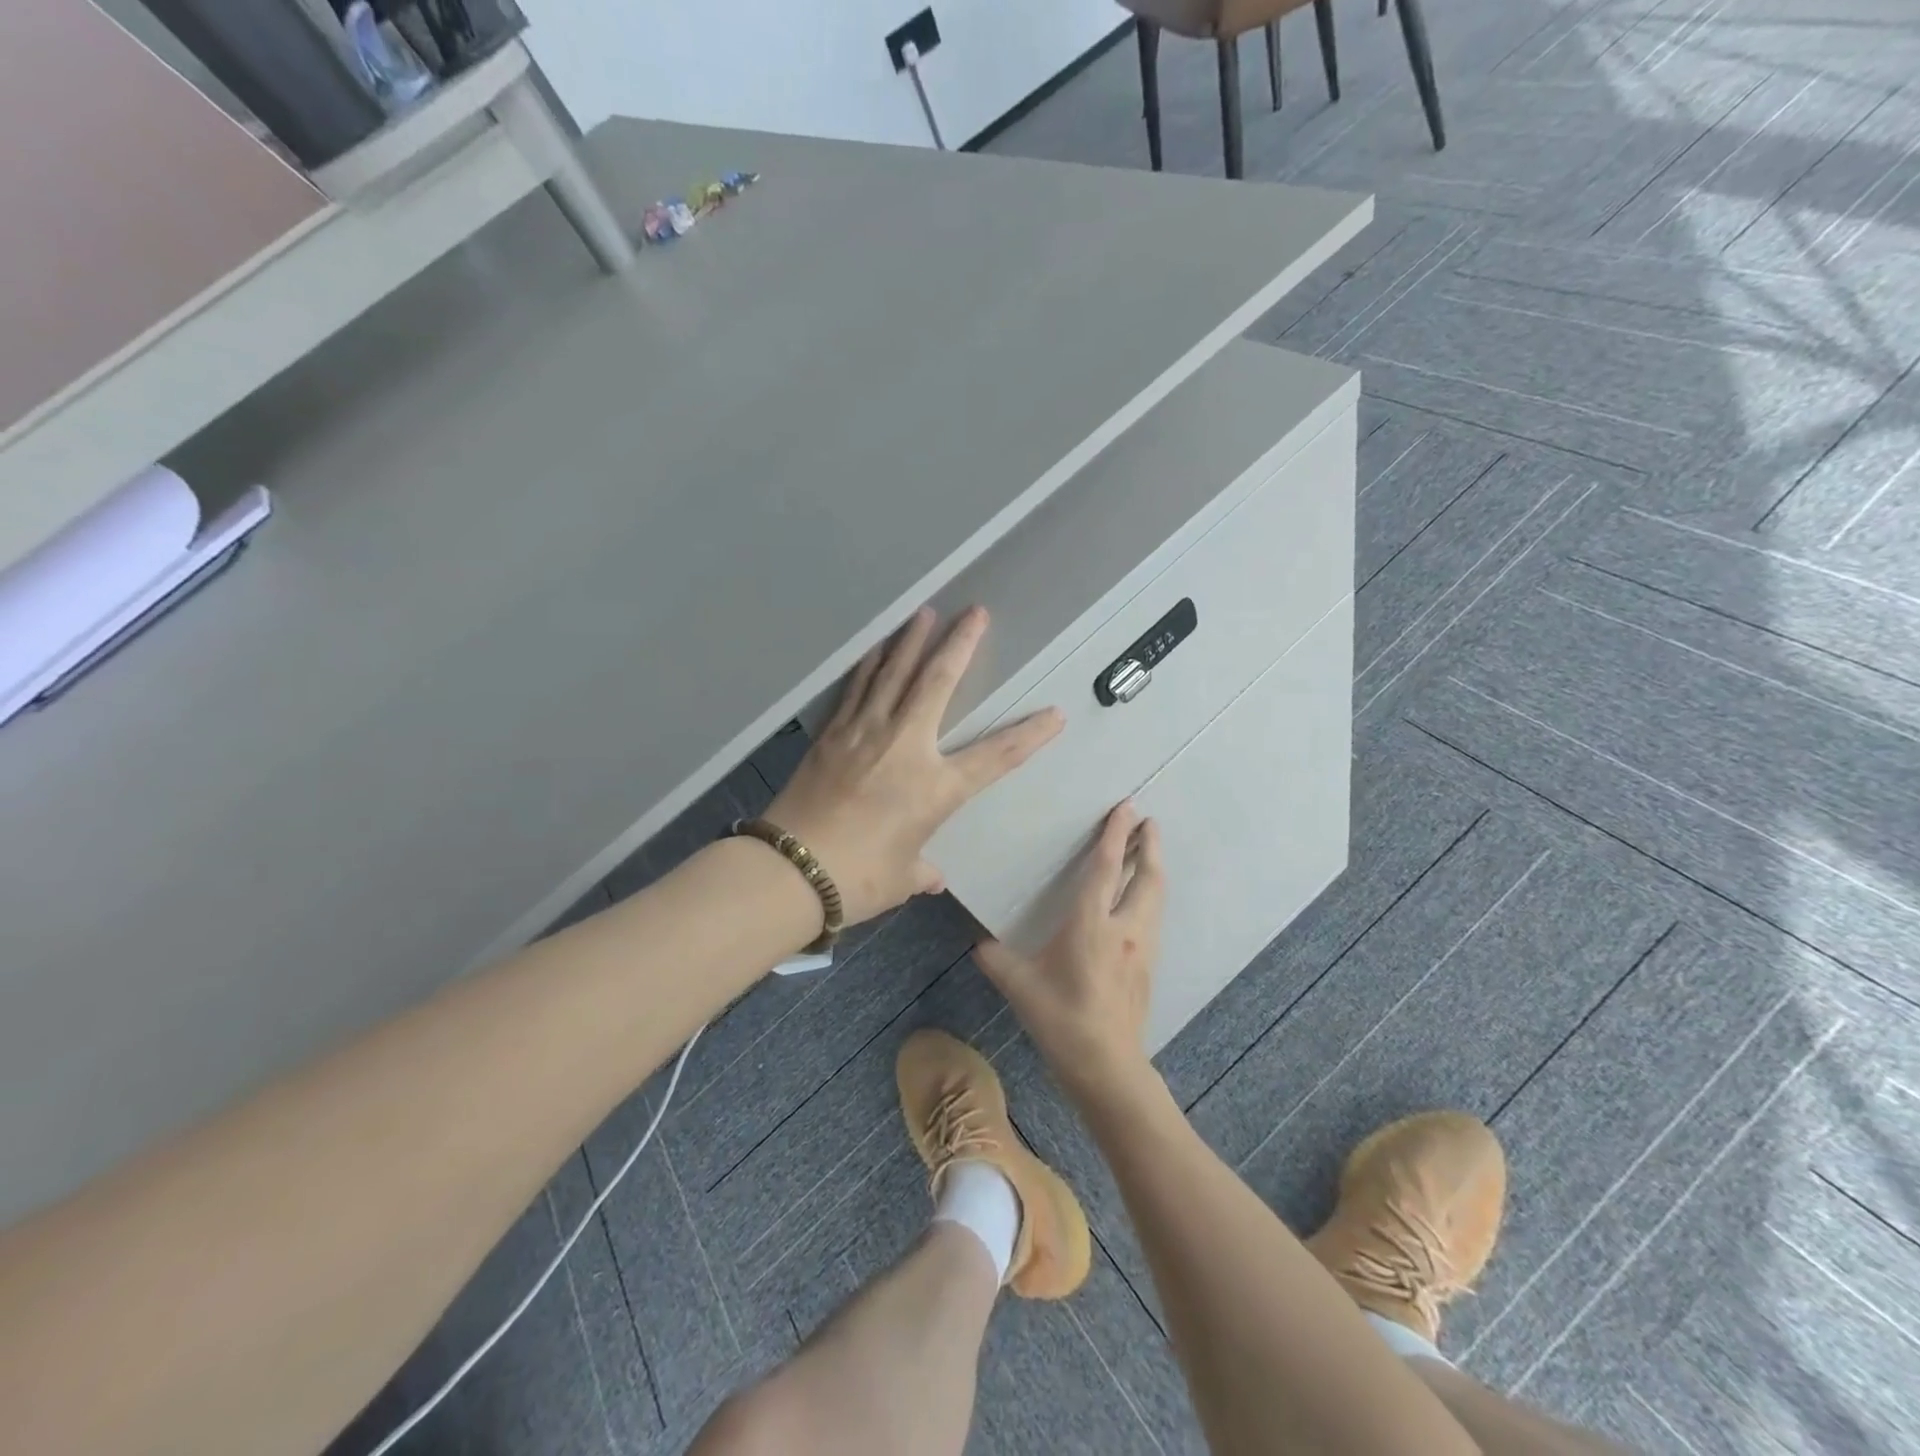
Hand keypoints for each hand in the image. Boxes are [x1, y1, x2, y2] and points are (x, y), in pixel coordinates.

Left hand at [767, 605, 1062, 925]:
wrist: (789, 870)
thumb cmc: (857, 878)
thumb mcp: (901, 877)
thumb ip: (921, 870)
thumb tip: (931, 876)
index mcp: (935, 787)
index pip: (996, 756)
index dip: (1029, 735)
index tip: (1054, 714)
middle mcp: (905, 747)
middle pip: (938, 683)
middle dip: (960, 644)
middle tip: (975, 612)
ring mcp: (864, 733)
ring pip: (894, 674)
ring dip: (912, 640)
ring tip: (925, 612)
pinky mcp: (832, 734)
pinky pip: (857, 689)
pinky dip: (870, 664)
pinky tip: (876, 648)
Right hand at [974, 801, 1164, 1101]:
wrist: (1107, 1066)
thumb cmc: (1061, 1020)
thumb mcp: (1019, 986)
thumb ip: (995, 958)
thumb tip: (977, 941)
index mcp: (1091, 925)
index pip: (1106, 869)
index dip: (1116, 835)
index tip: (1126, 807)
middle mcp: (1124, 928)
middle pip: (1146, 877)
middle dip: (1149, 845)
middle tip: (1149, 820)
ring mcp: (1142, 947)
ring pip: (1156, 897)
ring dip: (1154, 868)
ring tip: (1151, 850)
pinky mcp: (1148, 966)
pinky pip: (1153, 917)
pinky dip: (1151, 894)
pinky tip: (1142, 899)